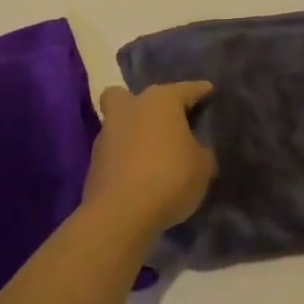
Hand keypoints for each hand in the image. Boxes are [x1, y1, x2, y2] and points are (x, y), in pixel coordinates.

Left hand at [83, 81, 215, 236]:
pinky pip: (115, 151)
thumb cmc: (170, 177)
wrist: (120, 213)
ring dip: (134, 133)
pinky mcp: (94, 161)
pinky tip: (141, 173)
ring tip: (154, 153)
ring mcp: (107, 134)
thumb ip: (201, 151)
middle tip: (163, 122)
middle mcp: (130, 108)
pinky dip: (126, 158)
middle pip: (132, 96)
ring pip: (120, 122)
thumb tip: (195, 149)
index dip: (200, 91)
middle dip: (145, 104)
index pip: (186, 89)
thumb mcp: (203, 166)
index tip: (209, 91)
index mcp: (161, 100)